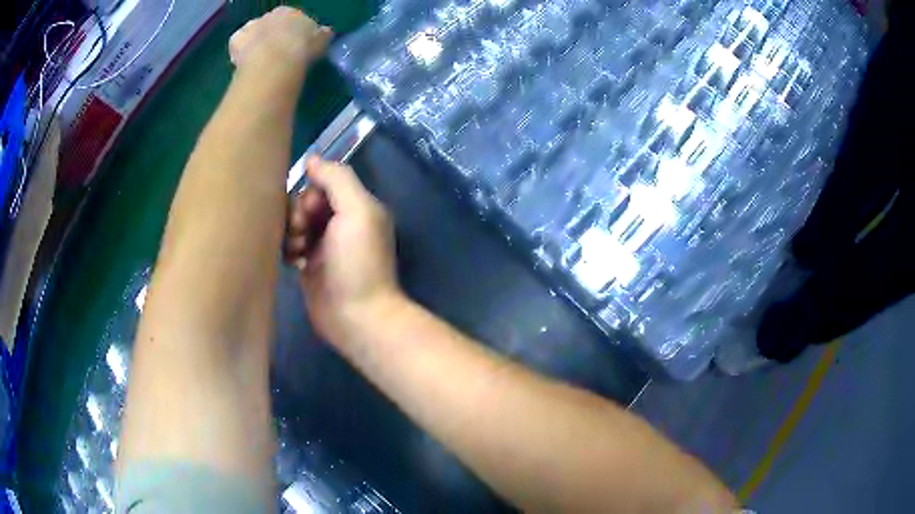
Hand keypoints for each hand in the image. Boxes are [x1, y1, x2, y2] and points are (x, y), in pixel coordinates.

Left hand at [229, 7, 330, 82]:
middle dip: (273, 35)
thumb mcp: (321, 41)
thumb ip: (321, 35)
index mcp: (290, 12)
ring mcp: (251, 27)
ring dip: (255, 42)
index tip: (295, 45)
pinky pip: (237, 45)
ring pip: (252, 32)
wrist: (275, 62)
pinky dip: (239, 52)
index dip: (293, 32)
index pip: (292, 18)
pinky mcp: (236, 41)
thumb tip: (324, 32)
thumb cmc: (302, 49)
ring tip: (260, 61)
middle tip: (277, 54)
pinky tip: (244, 63)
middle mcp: (269, 15)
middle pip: (270, 24)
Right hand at [285, 157, 400, 344]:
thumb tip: (312, 158)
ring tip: (297, 250)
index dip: (311, 193)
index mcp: (356, 205)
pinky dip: (288, 248)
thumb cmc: (358, 262)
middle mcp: (340, 222)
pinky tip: (292, 261)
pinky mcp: (309, 266)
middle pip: (305, 201)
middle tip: (302, 234)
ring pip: (294, 222)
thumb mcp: (357, 211)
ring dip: (290, 231)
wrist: (356, 316)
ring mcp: (323, 245)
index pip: (323, 182)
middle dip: (299, 213)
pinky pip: (290, 244)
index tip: (311, 211)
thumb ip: (337, 179)